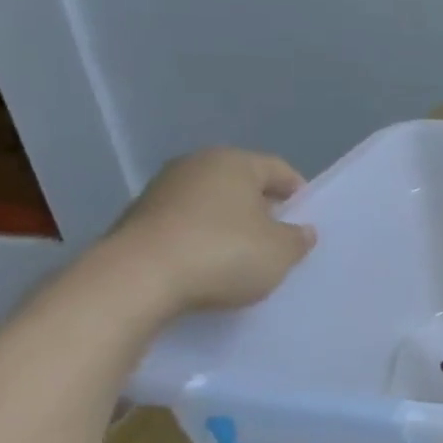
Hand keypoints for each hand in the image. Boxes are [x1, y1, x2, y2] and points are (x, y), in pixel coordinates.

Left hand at [101, 148, 316, 315]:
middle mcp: (195, 166)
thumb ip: (298, 239)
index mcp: (234, 162)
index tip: (306, 220)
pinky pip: (184, 225)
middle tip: (278, 239)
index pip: (278, 170)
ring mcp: (160, 191)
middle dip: (261, 209)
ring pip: (210, 204)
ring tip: (243, 257)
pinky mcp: (137, 220)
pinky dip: (200, 240)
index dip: (298, 194)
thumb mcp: (280, 252)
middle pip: (241, 185)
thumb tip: (301, 231)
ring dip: (228, 225)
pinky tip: (208, 266)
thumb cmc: (223, 253)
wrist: (136, 280)